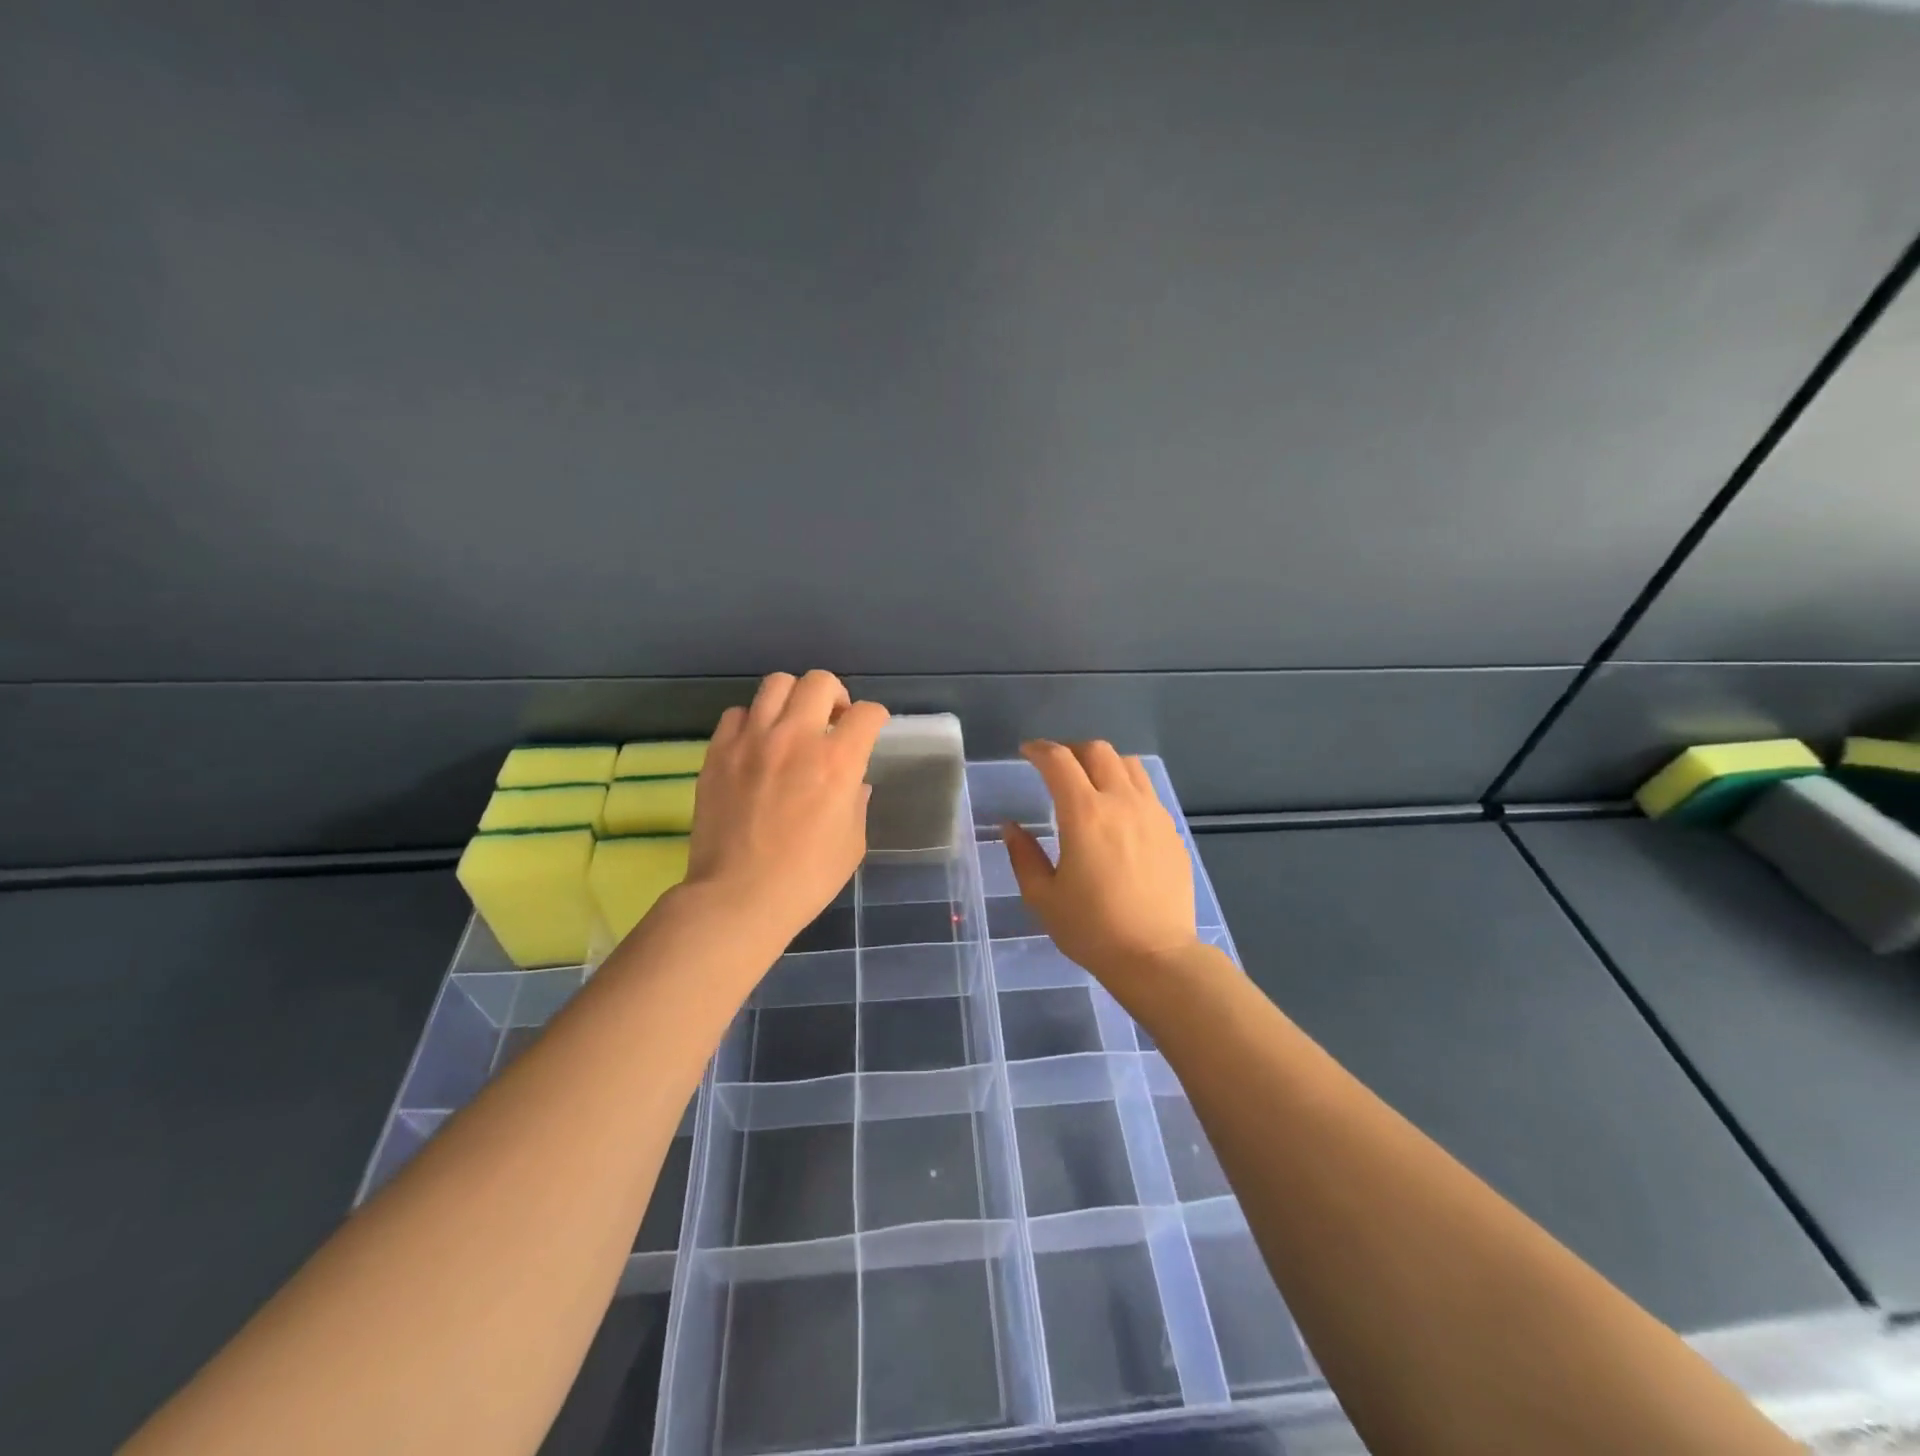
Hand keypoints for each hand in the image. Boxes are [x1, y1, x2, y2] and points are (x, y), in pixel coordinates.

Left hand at [686, 671, 888, 950]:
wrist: (738, 897)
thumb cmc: (806, 878)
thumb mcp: (852, 843)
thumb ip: (857, 802)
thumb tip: (855, 782)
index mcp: (838, 761)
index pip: (867, 713)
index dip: (876, 718)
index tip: (871, 729)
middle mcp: (796, 738)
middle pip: (820, 681)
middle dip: (836, 696)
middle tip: (833, 721)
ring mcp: (752, 740)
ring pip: (776, 684)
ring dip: (794, 698)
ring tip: (793, 724)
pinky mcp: (718, 752)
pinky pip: (737, 714)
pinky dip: (753, 722)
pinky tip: (756, 745)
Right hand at [1004, 740, 1198, 983]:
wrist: (1156, 956)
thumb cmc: (1092, 929)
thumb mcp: (1043, 897)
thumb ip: (1023, 855)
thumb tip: (1011, 827)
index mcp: (1084, 814)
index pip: (1059, 761)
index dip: (1039, 750)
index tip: (1027, 752)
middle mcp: (1121, 802)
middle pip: (1098, 751)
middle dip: (1071, 750)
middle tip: (1056, 767)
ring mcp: (1152, 813)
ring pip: (1129, 764)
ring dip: (1103, 763)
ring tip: (1090, 782)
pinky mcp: (1171, 830)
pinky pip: (1148, 791)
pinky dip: (1127, 786)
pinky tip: (1118, 813)